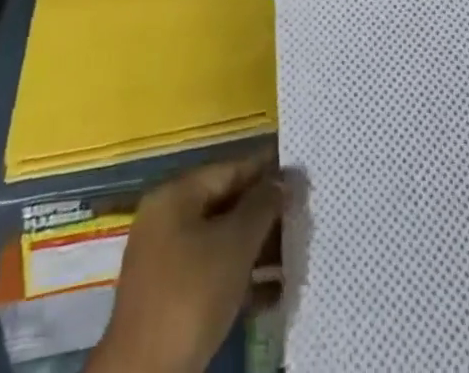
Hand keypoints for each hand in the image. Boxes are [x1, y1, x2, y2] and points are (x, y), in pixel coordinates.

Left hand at [89, 155, 281, 372]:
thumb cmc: (191, 295)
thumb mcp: (234, 244)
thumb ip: (262, 206)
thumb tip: (282, 180)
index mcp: (174, 196)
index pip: (228, 170)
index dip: (265, 169)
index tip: (298, 172)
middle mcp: (166, 220)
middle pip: (224, 205)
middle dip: (264, 212)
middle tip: (302, 214)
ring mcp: (166, 262)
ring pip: (221, 242)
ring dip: (257, 248)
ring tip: (296, 252)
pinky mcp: (172, 300)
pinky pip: (213, 274)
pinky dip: (242, 278)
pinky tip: (276, 292)